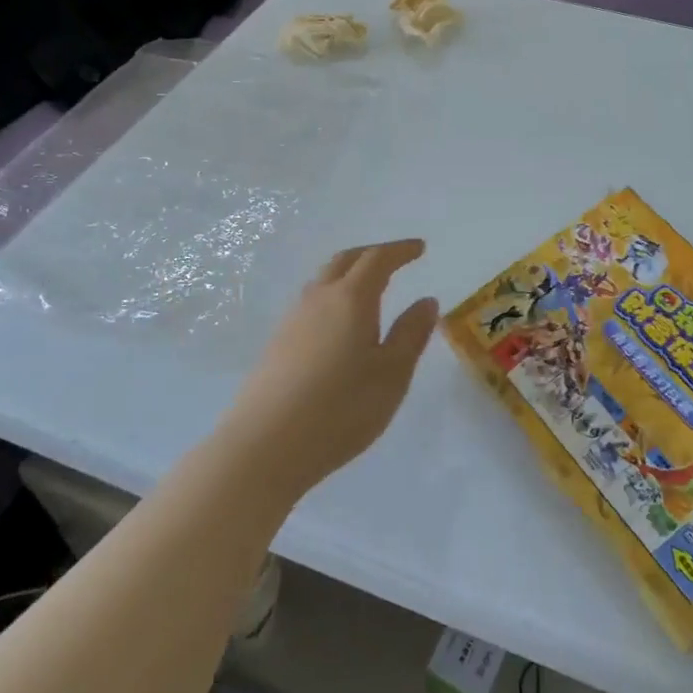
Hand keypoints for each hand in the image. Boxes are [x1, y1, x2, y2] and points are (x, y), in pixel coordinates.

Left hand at [224, 240, 438, 499]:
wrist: (266, 444)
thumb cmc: (341, 409)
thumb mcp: (391, 374)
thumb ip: (411, 334)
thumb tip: (426, 301)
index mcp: (351, 299)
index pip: (378, 259)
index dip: (400, 250)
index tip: (420, 248)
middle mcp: (318, 299)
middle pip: (345, 260)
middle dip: (372, 254)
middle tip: (395, 260)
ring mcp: (292, 320)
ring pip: (323, 280)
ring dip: (348, 274)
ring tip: (368, 289)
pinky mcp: (277, 343)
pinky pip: (310, 304)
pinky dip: (332, 297)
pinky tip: (337, 324)